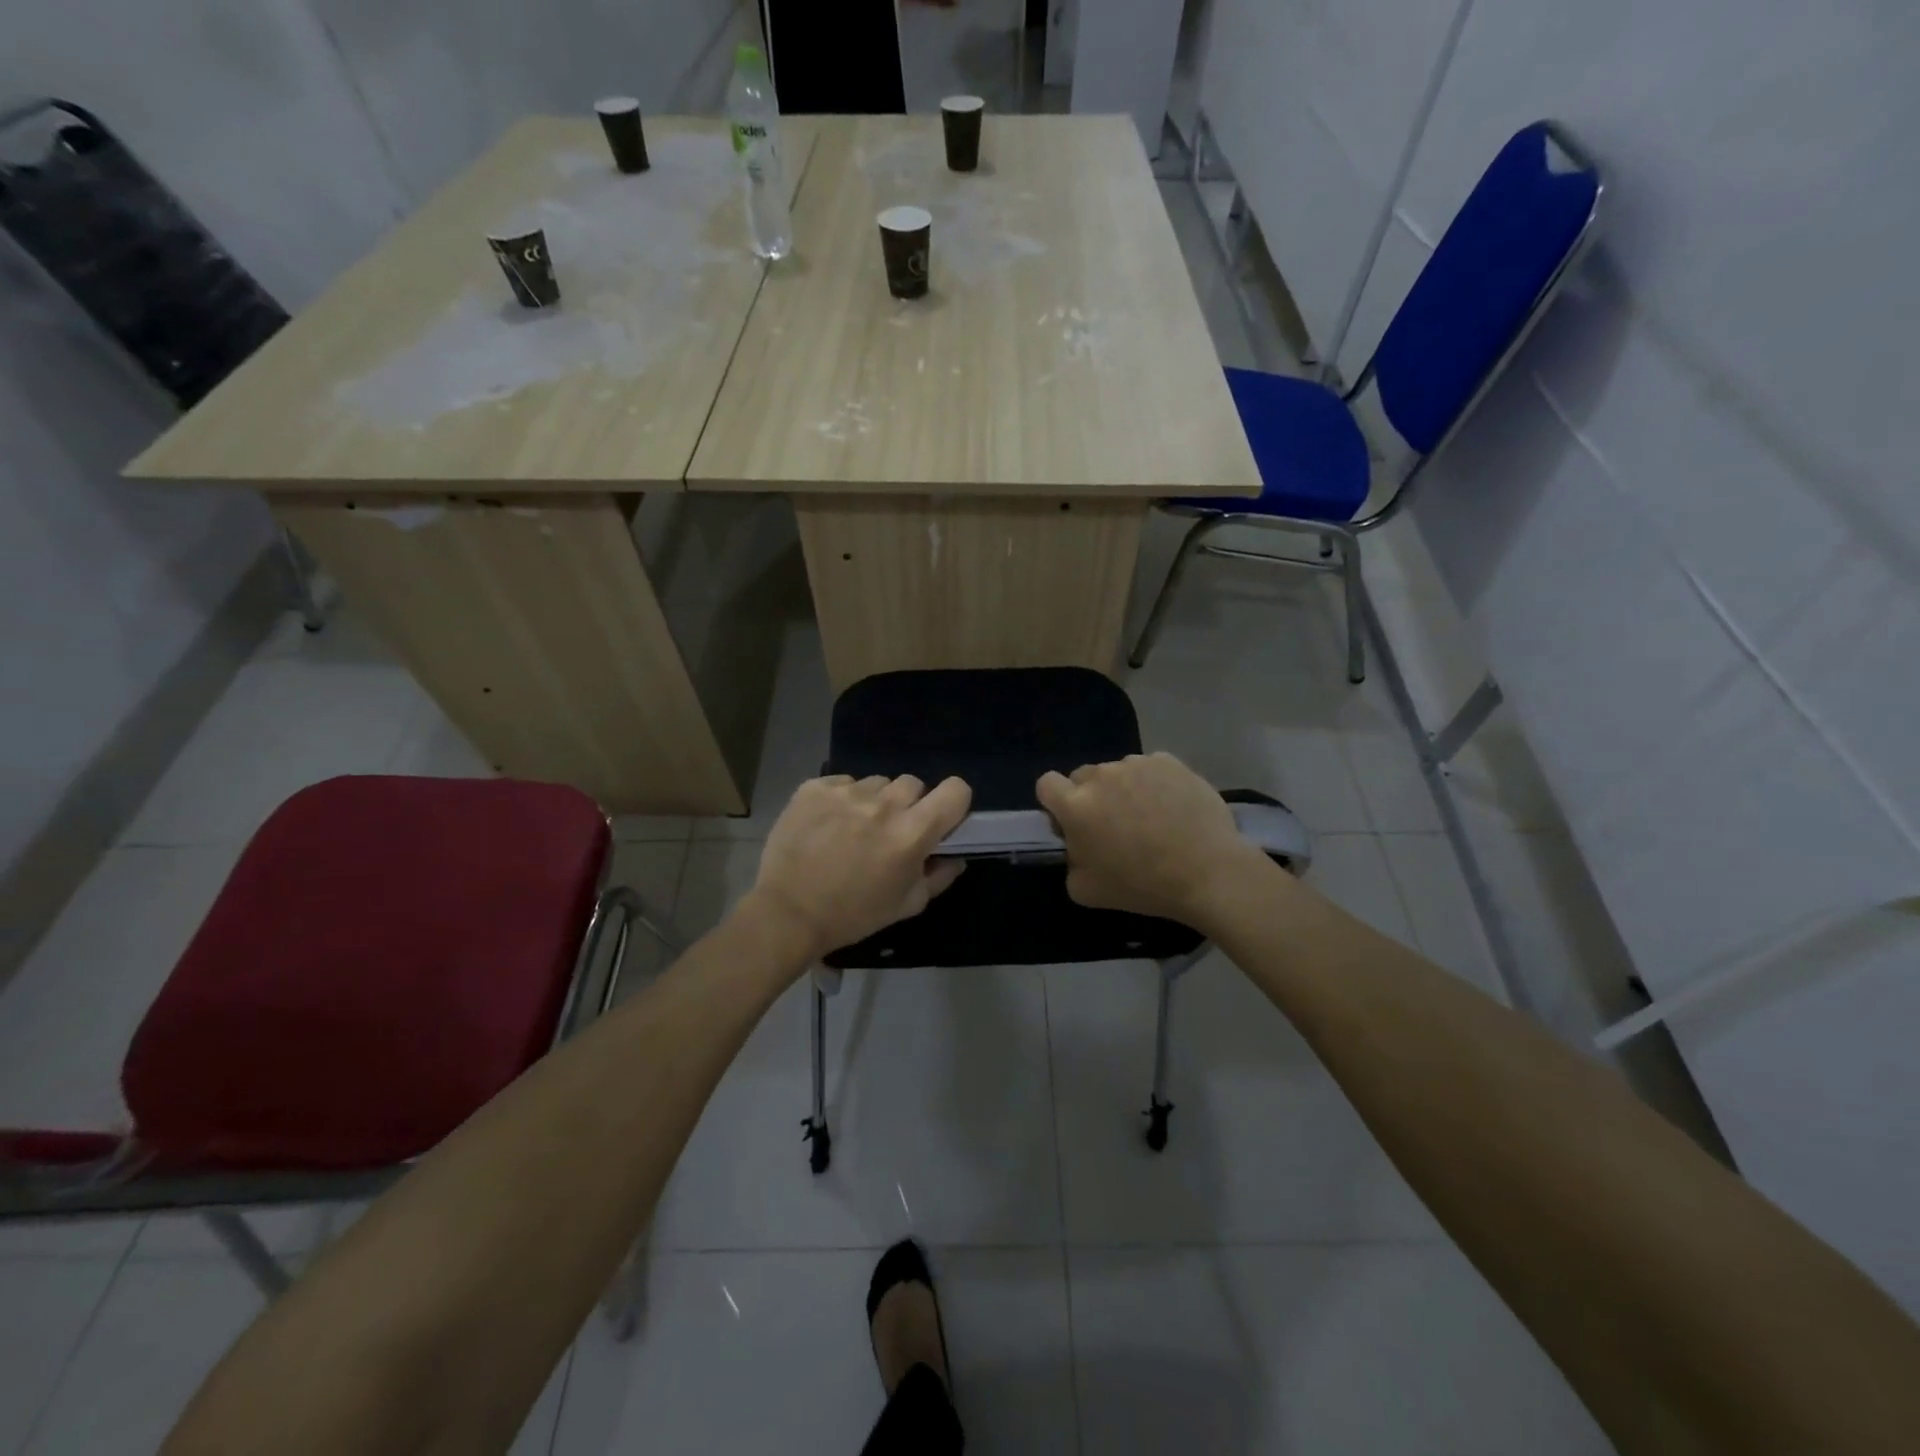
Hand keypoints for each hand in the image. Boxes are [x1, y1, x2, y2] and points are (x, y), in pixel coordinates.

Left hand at [746, 774, 971, 961]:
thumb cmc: (853, 915)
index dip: (953, 802)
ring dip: (874, 801)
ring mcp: (847, 792)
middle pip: (914, 784)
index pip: (955, 790)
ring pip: (877, 782)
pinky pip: (843, 783)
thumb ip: (939, 877)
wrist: (787, 913)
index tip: (940, 819)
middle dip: (909, 805)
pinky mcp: (815, 788)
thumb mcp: (906, 905)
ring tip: (854, 828)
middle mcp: (883, 804)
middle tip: (891, 830)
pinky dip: (841, 799)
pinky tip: (828, 824)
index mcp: (912, 833)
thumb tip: (956, 857)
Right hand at [1036, 753, 1266, 925]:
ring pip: (1118, 771)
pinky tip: (1172, 807)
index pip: (1046, 784)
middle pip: (1082, 776)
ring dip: (1123, 788)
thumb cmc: (1142, 886)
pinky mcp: (1169, 762)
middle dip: (1090, 795)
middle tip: (1113, 824)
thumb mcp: (1085, 891)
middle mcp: (1101, 776)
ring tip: (1149, 817)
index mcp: (1075, 806)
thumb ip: (1070, 861)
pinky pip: (1150, 768)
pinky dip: (1154, 783)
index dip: (1055, 802)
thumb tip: (1077, 846)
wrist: (1207, 873)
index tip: (1072, 822)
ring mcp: (1137, 765)